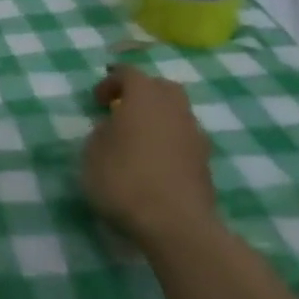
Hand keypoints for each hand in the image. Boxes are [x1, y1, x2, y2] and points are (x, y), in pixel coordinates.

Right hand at [82, 66, 217, 248]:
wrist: (176, 225)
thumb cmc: (126, 181)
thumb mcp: (92, 155)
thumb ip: (100, 134)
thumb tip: (111, 128)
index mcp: (144, 96)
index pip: (129, 73)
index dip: (111, 81)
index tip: (97, 100)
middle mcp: (174, 107)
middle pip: (161, 87)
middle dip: (142, 93)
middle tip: (123, 110)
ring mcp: (194, 134)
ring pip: (177, 113)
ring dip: (158, 119)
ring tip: (140, 139)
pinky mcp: (206, 162)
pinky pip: (184, 140)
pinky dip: (170, 143)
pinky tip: (156, 163)